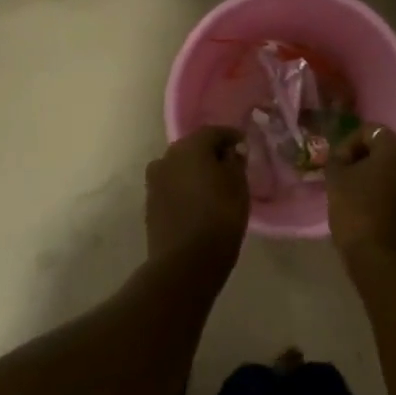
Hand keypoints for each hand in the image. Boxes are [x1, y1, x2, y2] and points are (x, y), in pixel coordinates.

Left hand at [145, 126, 250, 267]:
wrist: (185, 262)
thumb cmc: (219, 217)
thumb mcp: (238, 186)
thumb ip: (235, 162)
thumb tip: (230, 152)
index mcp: (190, 147)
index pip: (214, 132)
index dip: (231, 136)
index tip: (244, 144)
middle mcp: (167, 157)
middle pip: (193, 147)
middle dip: (211, 152)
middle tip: (230, 164)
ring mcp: (155, 180)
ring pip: (180, 167)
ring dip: (196, 170)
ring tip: (214, 184)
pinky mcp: (151, 203)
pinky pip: (172, 185)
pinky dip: (185, 187)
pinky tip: (198, 200)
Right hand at [327, 125, 395, 267]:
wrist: (386, 262)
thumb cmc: (359, 213)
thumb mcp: (336, 181)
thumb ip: (337, 160)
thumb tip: (341, 157)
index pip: (369, 131)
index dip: (347, 144)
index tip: (335, 166)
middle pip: (385, 152)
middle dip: (362, 162)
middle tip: (342, 180)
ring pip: (395, 175)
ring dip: (375, 181)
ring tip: (354, 199)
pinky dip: (386, 199)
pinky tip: (369, 215)